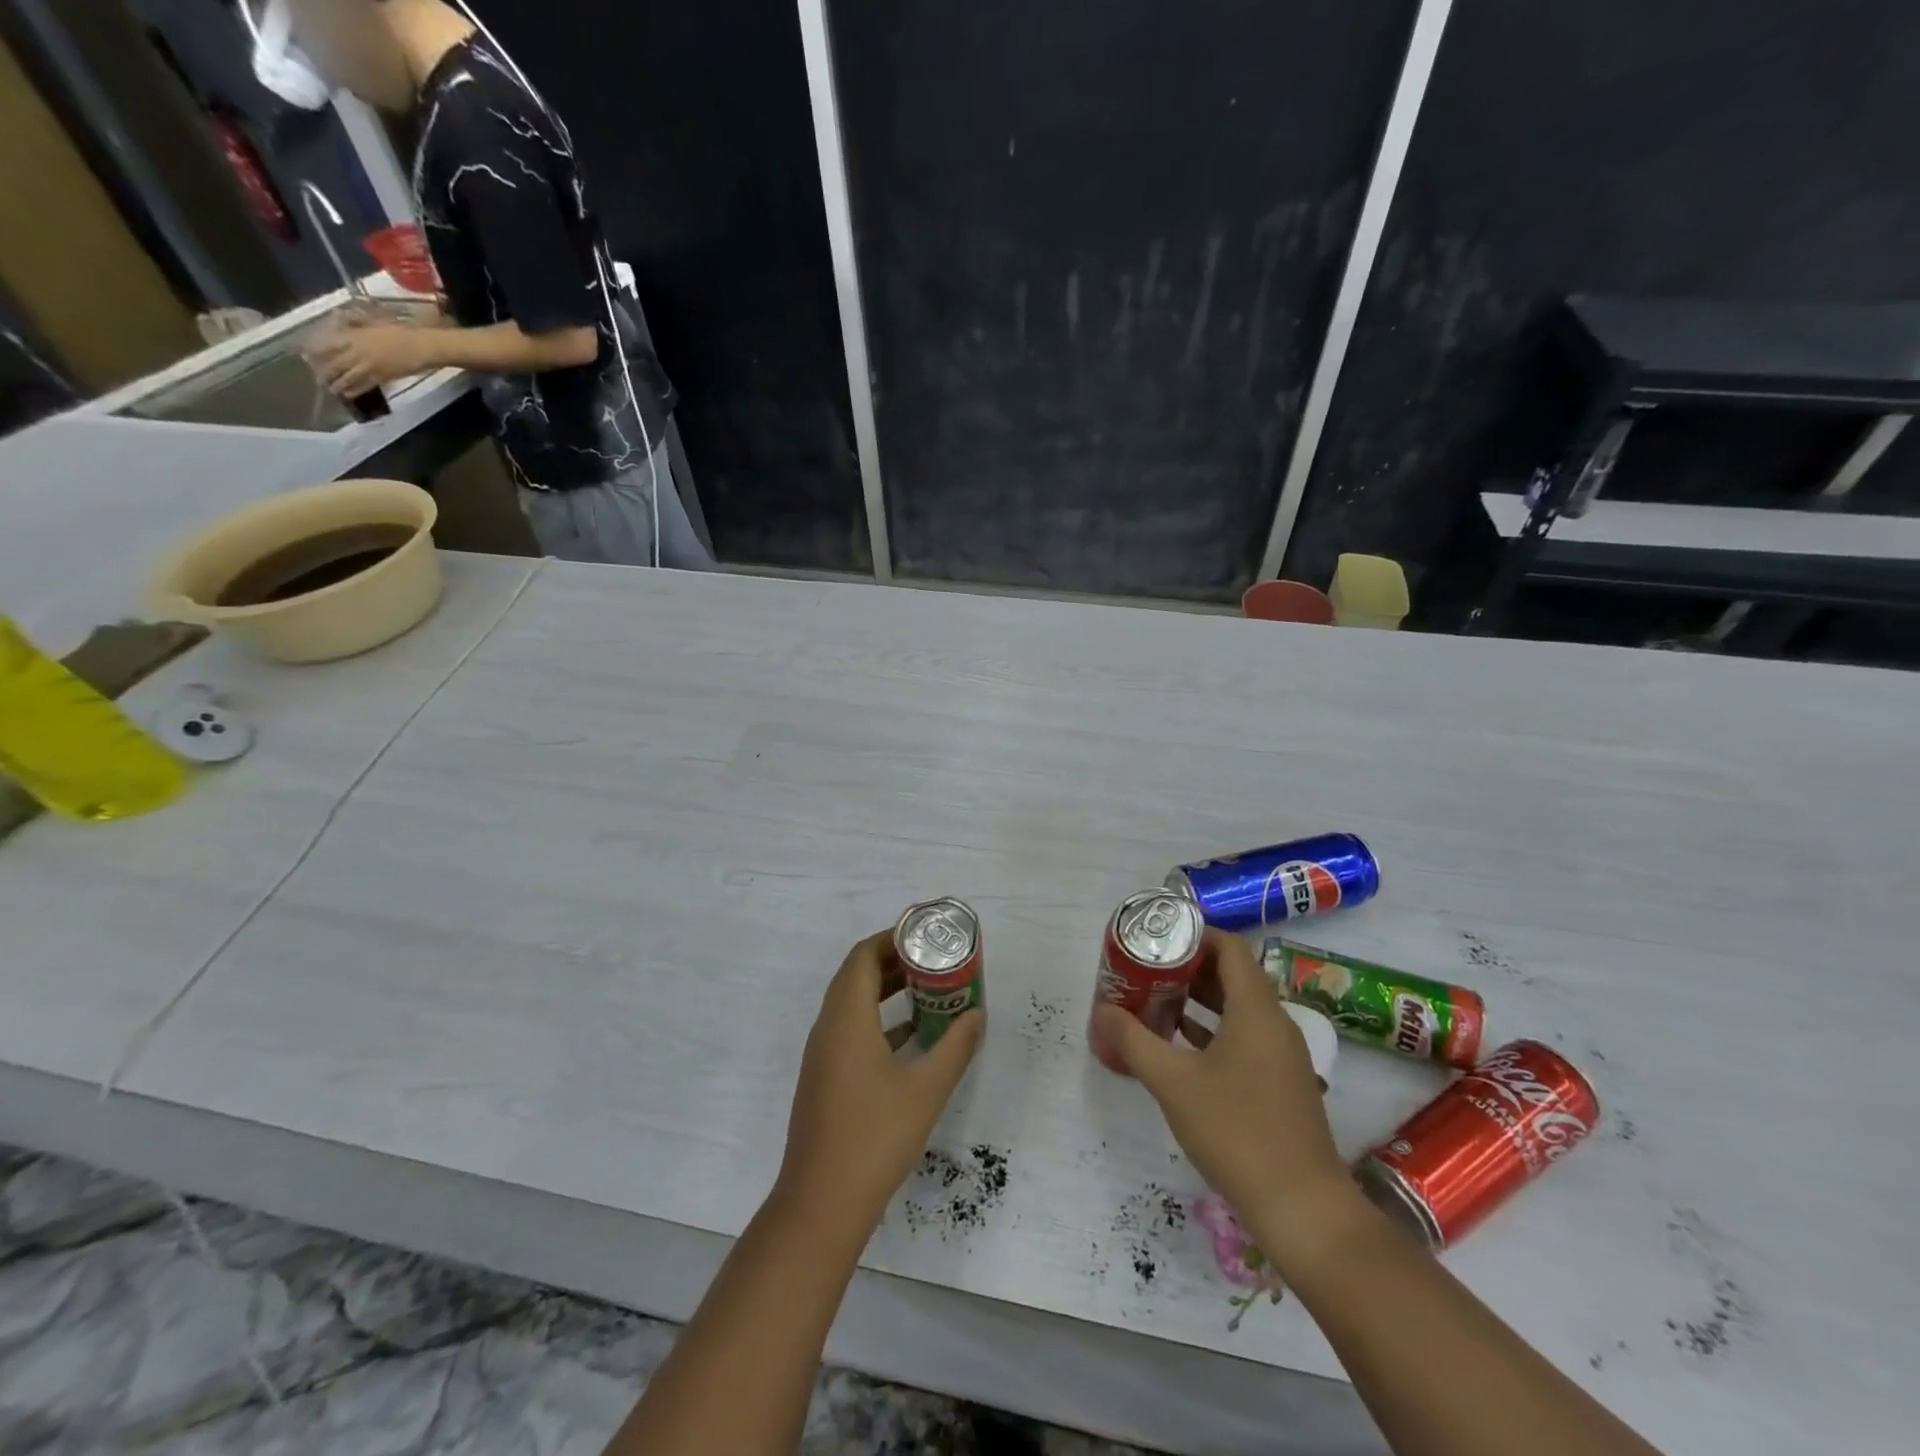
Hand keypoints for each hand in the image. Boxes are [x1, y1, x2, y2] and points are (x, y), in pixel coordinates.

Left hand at [311, 318, 432, 396]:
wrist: (422, 346)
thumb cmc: (401, 330)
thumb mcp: (374, 319)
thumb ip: (356, 320)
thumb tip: (339, 317)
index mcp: (354, 336)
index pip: (327, 344)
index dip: (315, 350)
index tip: (306, 355)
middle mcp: (357, 352)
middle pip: (334, 363)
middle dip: (323, 371)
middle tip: (317, 377)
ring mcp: (369, 366)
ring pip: (346, 377)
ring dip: (337, 383)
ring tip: (331, 389)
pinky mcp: (383, 378)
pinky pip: (364, 385)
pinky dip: (354, 391)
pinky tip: (348, 394)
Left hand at [778, 931, 984, 1231]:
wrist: (821, 1204)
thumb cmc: (875, 1137)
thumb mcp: (926, 1090)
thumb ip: (955, 1048)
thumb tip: (977, 1015)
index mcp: (846, 1019)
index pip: (863, 956)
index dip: (892, 938)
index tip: (925, 935)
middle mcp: (828, 1028)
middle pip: (856, 975)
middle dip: (893, 961)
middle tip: (933, 959)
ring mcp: (822, 1055)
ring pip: (852, 1003)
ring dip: (885, 990)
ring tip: (927, 989)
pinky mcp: (824, 1078)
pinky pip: (850, 1029)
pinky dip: (878, 1019)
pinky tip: (910, 1036)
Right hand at [1090, 930, 1356, 1267]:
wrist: (1302, 1208)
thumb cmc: (1236, 1131)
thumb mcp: (1173, 1082)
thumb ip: (1134, 1041)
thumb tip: (1101, 1010)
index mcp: (1256, 1009)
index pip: (1229, 948)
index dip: (1193, 935)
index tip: (1157, 938)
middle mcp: (1275, 1023)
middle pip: (1232, 975)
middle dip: (1188, 968)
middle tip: (1146, 969)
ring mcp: (1281, 1055)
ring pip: (1237, 1008)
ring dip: (1198, 1000)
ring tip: (1154, 1000)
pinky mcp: (1280, 1082)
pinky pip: (1244, 1037)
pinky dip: (1212, 1030)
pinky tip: (1178, 1045)